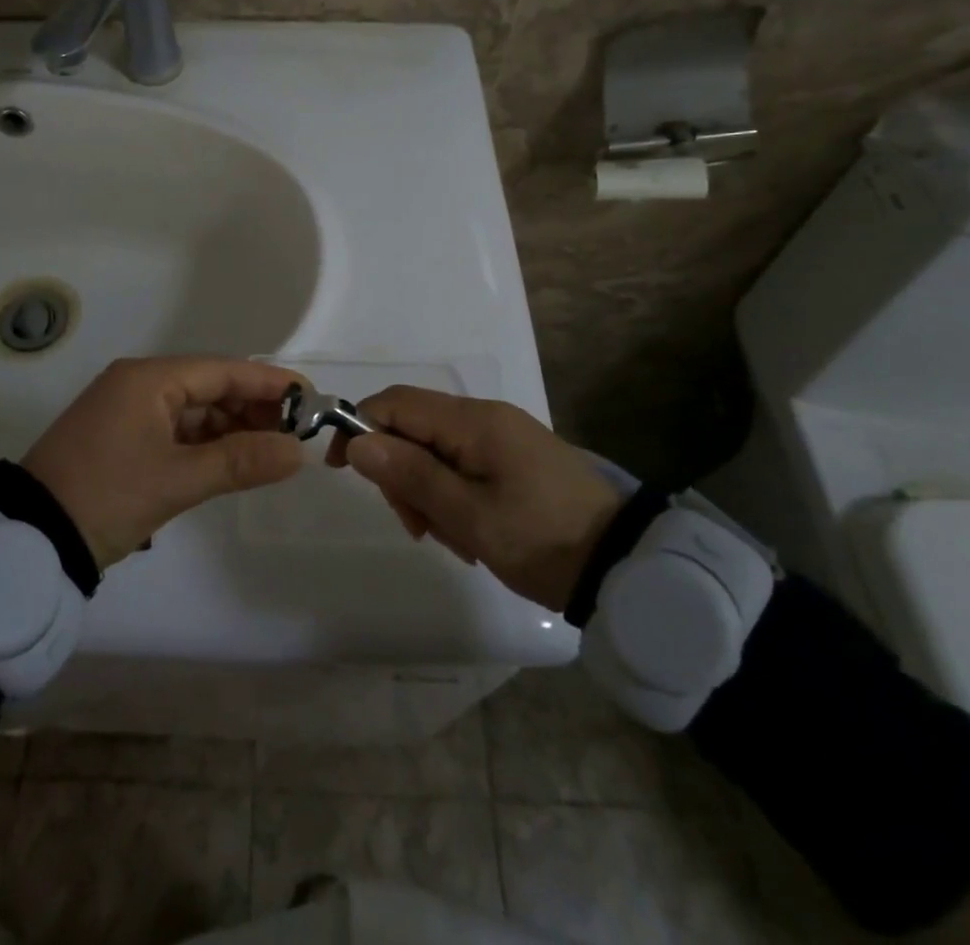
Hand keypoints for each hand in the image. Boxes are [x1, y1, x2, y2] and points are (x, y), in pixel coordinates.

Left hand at [22, 356, 306, 569]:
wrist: (31, 538)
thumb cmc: (106, 496)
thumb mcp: (177, 480)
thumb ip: (240, 461)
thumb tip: (298, 452)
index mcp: (149, 379)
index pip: (223, 370)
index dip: (269, 383)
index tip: (310, 398)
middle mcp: (139, 384)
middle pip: (211, 386)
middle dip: (254, 408)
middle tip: (297, 433)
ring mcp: (129, 410)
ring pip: (195, 409)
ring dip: (232, 427)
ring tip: (273, 450)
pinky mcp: (123, 437)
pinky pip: (177, 429)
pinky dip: (206, 442)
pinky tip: (234, 458)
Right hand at [328, 387, 623, 609]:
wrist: (626, 566)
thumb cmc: (542, 539)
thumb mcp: (469, 516)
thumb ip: (411, 475)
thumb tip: (356, 441)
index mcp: (473, 421)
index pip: (395, 403)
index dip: (360, 427)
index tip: (343, 471)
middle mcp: (485, 417)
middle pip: (413, 428)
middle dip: (400, 473)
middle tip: (417, 527)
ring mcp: (502, 438)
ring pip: (435, 451)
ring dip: (427, 492)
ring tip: (453, 539)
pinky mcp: (514, 460)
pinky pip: (462, 465)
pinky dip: (452, 496)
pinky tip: (470, 534)